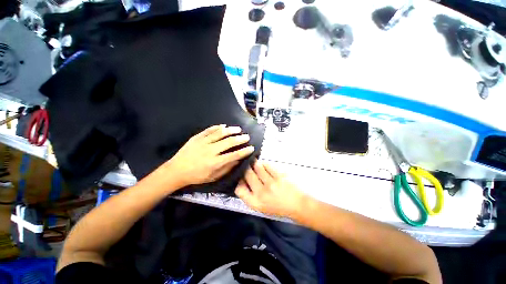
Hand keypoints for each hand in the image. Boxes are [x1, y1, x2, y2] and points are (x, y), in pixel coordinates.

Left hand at [166, 125, 254, 187]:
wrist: (178, 170)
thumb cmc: (196, 176)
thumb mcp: (212, 177)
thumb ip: (225, 169)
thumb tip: (237, 161)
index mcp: (215, 162)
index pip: (234, 155)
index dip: (244, 151)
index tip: (251, 148)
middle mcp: (211, 150)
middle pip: (229, 142)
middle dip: (240, 139)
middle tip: (247, 137)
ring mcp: (203, 142)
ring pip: (220, 133)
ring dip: (231, 130)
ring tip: (238, 129)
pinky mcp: (197, 137)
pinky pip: (209, 130)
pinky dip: (217, 127)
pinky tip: (223, 126)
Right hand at [235, 161, 306, 218]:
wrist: (298, 206)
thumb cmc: (279, 208)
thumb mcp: (261, 208)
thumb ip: (251, 197)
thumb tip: (243, 182)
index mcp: (255, 203)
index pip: (239, 189)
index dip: (238, 182)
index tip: (241, 179)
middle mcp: (261, 193)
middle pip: (247, 175)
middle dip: (246, 169)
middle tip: (247, 167)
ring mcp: (271, 183)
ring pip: (257, 167)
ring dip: (255, 164)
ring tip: (255, 164)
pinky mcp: (280, 176)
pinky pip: (268, 166)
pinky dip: (265, 164)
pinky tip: (265, 165)